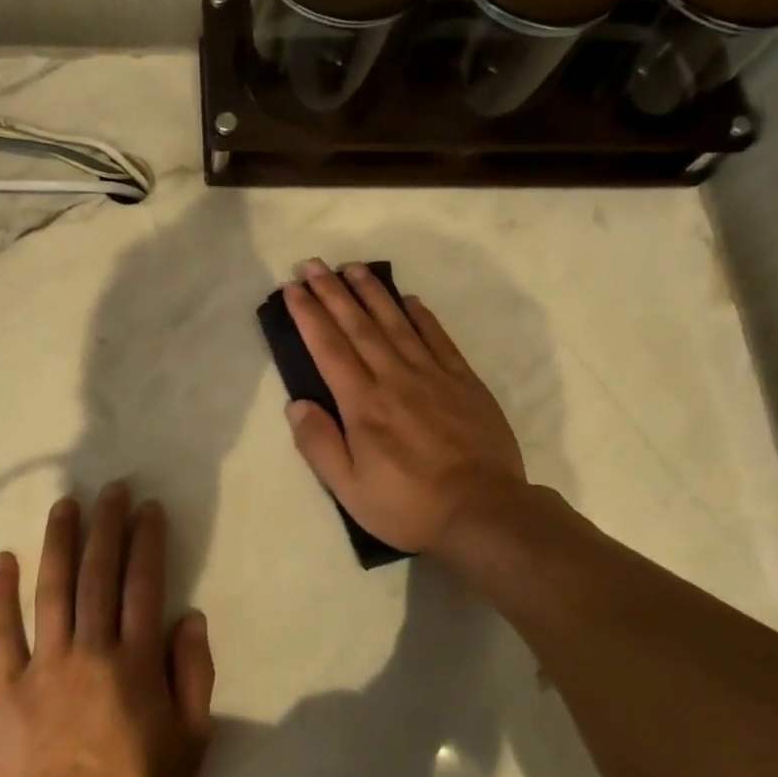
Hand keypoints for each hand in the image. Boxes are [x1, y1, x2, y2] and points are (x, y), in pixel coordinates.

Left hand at [0, 485, 215, 776]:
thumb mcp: (190, 743)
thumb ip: (194, 676)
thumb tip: (190, 618)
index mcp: (136, 662)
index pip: (144, 585)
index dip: (147, 542)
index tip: (148, 509)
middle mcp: (91, 650)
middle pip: (99, 574)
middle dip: (106, 526)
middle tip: (110, 489)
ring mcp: (45, 665)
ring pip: (52, 589)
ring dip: (59, 542)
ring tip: (65, 505)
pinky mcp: (6, 686)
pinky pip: (0, 632)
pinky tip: (2, 559)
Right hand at [283, 258, 526, 554]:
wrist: (484, 512)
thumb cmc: (408, 505)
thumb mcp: (349, 489)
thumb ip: (319, 444)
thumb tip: (296, 404)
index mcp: (363, 404)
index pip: (328, 348)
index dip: (308, 315)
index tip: (293, 289)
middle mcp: (394, 378)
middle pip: (358, 326)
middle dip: (332, 292)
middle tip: (313, 264)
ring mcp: (433, 376)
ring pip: (397, 323)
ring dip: (372, 293)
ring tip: (354, 268)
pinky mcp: (464, 382)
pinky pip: (439, 339)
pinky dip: (422, 316)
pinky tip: (410, 299)